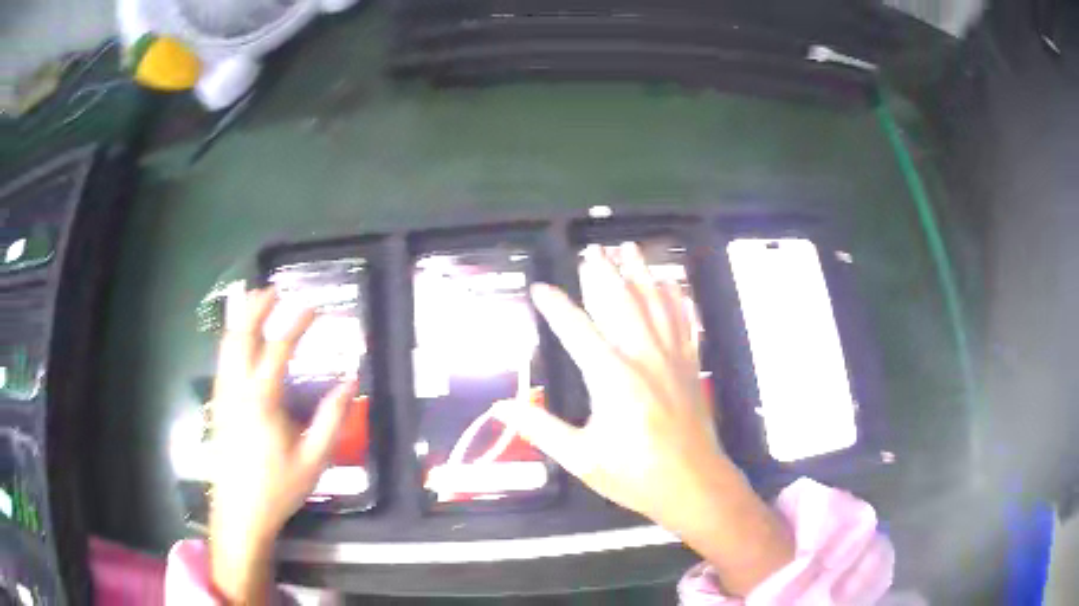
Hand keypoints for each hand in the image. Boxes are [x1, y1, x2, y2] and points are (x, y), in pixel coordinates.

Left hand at [207, 289, 355, 602]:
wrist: (240, 512)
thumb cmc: (278, 487)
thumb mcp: (314, 459)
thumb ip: (333, 418)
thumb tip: (350, 380)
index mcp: (261, 400)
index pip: (278, 348)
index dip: (296, 323)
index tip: (315, 307)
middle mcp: (236, 388)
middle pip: (241, 335)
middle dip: (257, 308)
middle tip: (274, 290)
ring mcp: (223, 394)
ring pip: (226, 344)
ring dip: (241, 319)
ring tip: (256, 301)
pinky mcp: (218, 404)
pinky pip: (222, 359)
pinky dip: (232, 338)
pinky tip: (240, 338)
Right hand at [493, 244, 792, 595]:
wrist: (694, 485)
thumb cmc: (635, 475)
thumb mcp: (581, 458)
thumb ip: (541, 429)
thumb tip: (502, 408)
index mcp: (612, 378)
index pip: (576, 330)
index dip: (555, 307)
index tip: (540, 288)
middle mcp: (643, 357)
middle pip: (620, 304)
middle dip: (603, 274)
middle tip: (591, 251)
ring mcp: (671, 358)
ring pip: (654, 304)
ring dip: (639, 273)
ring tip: (627, 249)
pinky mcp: (690, 365)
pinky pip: (683, 321)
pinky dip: (674, 298)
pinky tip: (669, 283)